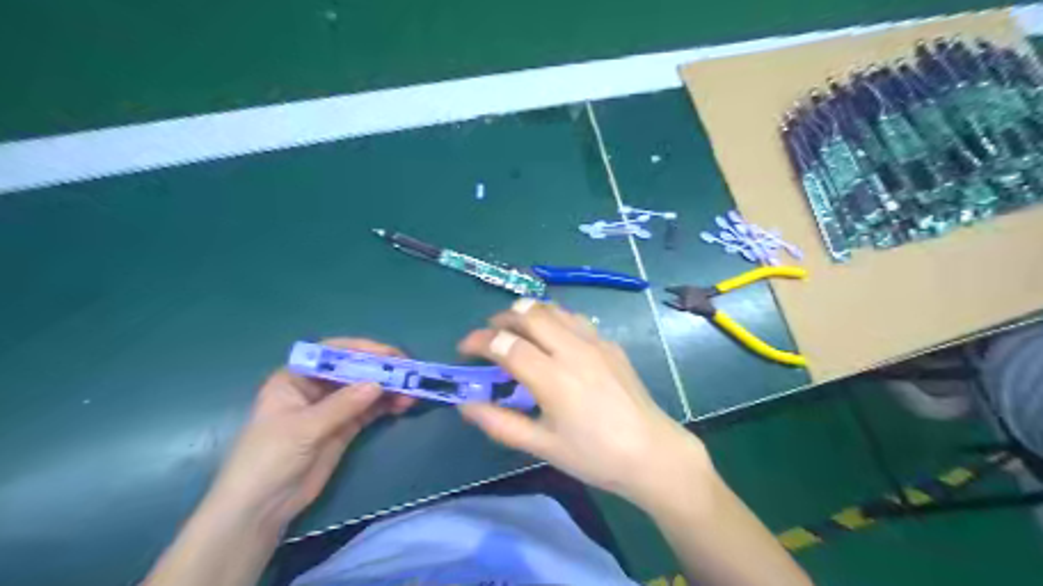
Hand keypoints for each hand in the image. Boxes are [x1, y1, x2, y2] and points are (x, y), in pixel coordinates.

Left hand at [205, 339, 412, 525]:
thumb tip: (378, 383)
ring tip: (411, 394)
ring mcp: (331, 409)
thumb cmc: (268, 459)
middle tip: (408, 373)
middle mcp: (315, 388)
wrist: (260, 508)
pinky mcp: (344, 428)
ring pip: (365, 390)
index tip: (389, 355)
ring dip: (388, 389)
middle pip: (353, 370)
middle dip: (381, 370)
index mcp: (296, 378)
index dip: (361, 350)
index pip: (332, 353)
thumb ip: (342, 405)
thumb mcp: (304, 428)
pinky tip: (403, 405)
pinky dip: (386, 406)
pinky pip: (369, 410)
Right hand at [457, 300, 713, 504]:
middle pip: (530, 314)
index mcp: (553, 378)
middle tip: (490, 333)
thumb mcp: (542, 446)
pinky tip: (553, 338)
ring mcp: (595, 342)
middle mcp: (573, 350)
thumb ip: (500, 423)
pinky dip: (554, 319)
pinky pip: (575, 319)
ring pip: (554, 309)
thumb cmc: (594, 455)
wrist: (651, 453)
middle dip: (502, 317)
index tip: (464, 348)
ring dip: (529, 312)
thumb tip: (465, 405)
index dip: (479, 341)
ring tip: (517, 329)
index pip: (506, 344)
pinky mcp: (610, 344)